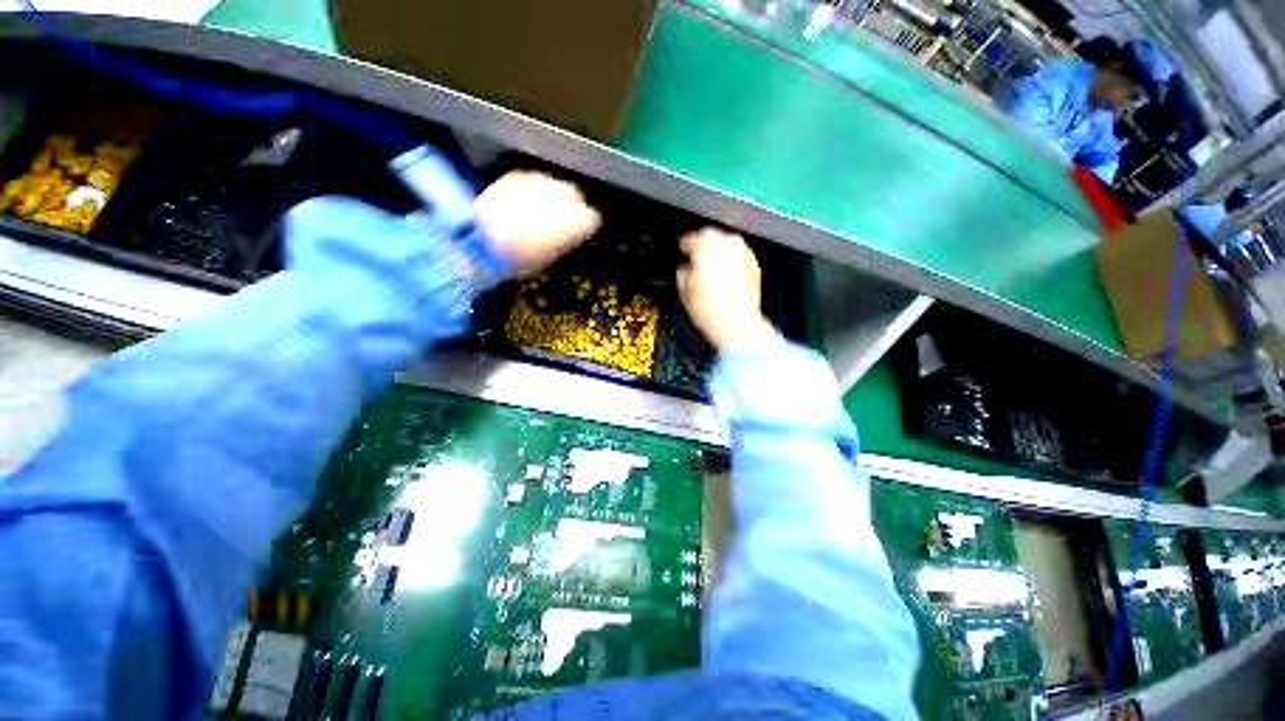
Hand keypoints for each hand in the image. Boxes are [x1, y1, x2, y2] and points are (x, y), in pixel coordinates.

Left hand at [474, 171, 600, 275]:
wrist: (483, 240)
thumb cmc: (521, 258)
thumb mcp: (551, 256)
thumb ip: (565, 238)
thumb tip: (566, 232)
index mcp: (577, 220)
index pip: (592, 217)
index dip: (584, 226)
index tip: (578, 233)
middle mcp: (563, 194)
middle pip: (575, 194)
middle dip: (570, 205)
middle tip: (559, 220)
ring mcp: (539, 181)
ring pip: (554, 184)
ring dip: (550, 195)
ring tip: (537, 210)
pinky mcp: (517, 175)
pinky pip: (532, 180)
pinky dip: (531, 189)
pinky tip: (521, 202)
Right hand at [677, 228, 774, 351]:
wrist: (737, 325)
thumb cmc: (709, 311)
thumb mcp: (684, 291)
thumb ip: (682, 270)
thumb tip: (685, 265)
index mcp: (705, 250)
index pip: (690, 238)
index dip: (683, 246)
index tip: (682, 252)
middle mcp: (726, 246)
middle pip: (710, 234)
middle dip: (701, 244)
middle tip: (695, 258)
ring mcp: (742, 252)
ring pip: (726, 241)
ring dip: (717, 249)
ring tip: (711, 266)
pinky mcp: (753, 262)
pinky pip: (738, 252)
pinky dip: (730, 258)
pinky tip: (725, 273)